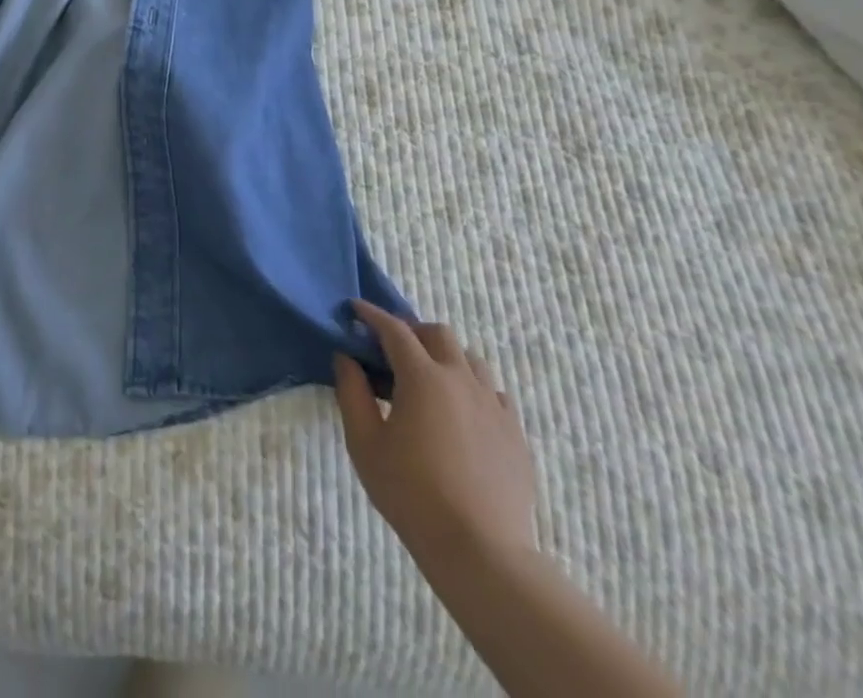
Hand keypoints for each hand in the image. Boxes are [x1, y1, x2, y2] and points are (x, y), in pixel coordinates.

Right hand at [334, 301, 536, 564]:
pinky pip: (494, 393)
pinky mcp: (515, 433)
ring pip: (470, 359)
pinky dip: (472, 388)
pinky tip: (460, 412)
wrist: (481, 552)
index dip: (372, 315)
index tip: (355, 309)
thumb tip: (346, 358)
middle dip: (412, 331)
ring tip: (428, 379)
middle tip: (391, 350)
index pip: (394, 329)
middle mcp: (461, 380)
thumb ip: (351, 392)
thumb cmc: (411, 494)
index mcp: (423, 377)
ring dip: (445, 357)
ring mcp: (494, 406)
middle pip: (438, 334)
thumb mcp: (364, 443)